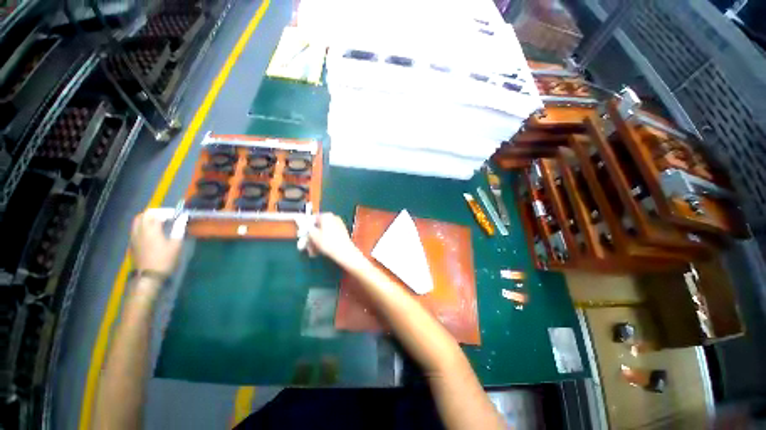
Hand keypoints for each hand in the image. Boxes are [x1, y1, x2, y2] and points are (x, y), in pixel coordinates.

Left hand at [130, 212, 182, 275]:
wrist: (149, 276)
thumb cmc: (165, 259)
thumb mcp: (176, 244)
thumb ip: (178, 229)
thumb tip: (183, 218)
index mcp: (151, 229)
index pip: (156, 213)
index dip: (167, 212)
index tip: (177, 215)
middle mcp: (139, 230)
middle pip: (144, 215)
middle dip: (156, 213)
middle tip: (167, 217)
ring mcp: (134, 237)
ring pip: (137, 221)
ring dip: (148, 218)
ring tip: (160, 223)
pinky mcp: (132, 243)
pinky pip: (136, 228)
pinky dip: (144, 225)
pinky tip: (152, 232)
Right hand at [307, 213, 362, 263]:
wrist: (344, 251)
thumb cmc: (327, 242)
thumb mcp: (313, 236)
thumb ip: (308, 230)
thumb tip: (308, 228)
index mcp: (326, 215)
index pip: (312, 219)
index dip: (306, 228)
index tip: (303, 236)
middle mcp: (334, 217)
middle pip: (319, 226)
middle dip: (313, 236)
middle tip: (308, 246)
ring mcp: (339, 224)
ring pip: (325, 232)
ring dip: (318, 240)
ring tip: (313, 251)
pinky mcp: (343, 232)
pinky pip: (331, 235)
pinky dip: (326, 241)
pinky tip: (321, 250)